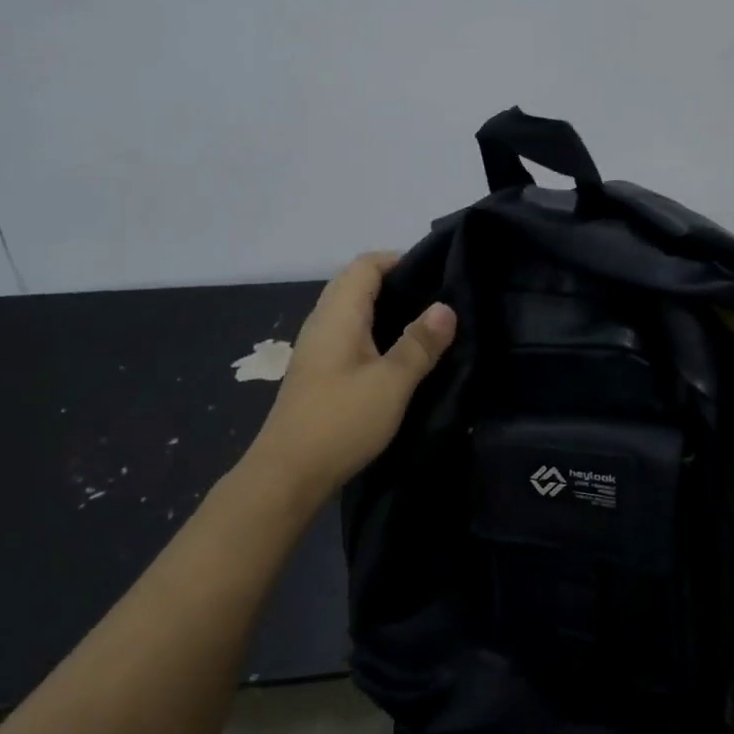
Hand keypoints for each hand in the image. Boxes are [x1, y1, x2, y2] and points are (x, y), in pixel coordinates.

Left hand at [246, 252, 456, 500]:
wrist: (287, 474)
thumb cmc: (341, 421)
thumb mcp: (392, 382)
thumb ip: (420, 343)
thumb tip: (446, 307)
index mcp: (338, 313)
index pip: (366, 264)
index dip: (399, 260)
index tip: (437, 274)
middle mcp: (323, 322)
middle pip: (357, 284)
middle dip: (396, 283)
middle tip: (437, 300)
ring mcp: (316, 347)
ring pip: (352, 311)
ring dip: (385, 310)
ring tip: (424, 326)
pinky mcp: (317, 371)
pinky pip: (348, 335)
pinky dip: (374, 333)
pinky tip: (396, 356)